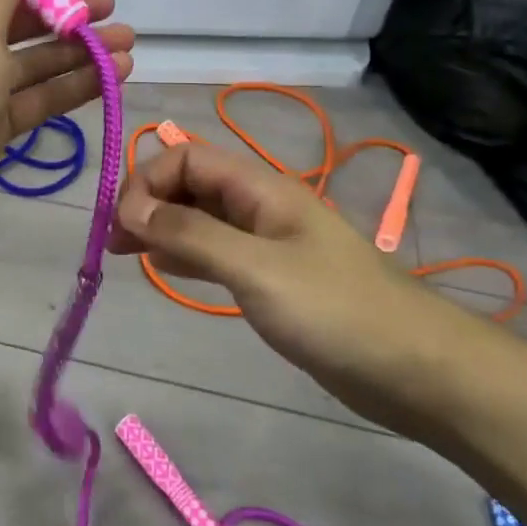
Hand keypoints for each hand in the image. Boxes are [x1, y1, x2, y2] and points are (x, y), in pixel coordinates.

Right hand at [111, 142, 465, 432]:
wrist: (414, 368)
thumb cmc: (334, 310)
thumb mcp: (255, 268)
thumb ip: (191, 235)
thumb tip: (130, 209)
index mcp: (259, 188)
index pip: (187, 157)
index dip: (149, 181)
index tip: (123, 225)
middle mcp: (259, 206)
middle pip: (191, 184)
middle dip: (148, 203)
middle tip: (112, 243)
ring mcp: (267, 243)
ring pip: (200, 219)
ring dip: (161, 228)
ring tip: (123, 255)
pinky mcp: (272, 278)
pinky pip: (216, 251)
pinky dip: (185, 254)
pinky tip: (164, 269)